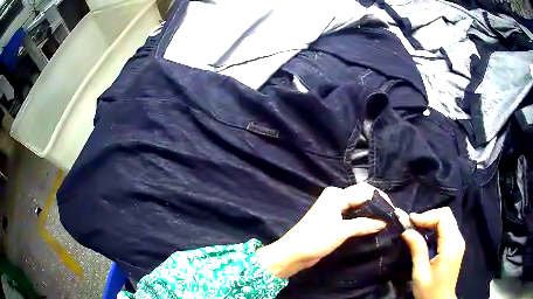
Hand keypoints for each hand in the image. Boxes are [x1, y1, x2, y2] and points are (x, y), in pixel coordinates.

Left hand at [257, 183, 386, 277]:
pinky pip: (353, 215)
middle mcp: (336, 198)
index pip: (365, 191)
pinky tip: (373, 225)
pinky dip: (364, 219)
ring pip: (359, 206)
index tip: (393, 211)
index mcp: (336, 195)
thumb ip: (363, 224)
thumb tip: (384, 221)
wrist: (293, 254)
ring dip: (371, 212)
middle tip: (391, 216)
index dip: (380, 199)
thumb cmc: (315, 240)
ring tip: (386, 221)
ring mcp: (335, 209)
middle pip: (362, 196)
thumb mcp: (341, 231)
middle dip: (377, 205)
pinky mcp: (334, 220)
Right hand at [401, 207, 464, 298]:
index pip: (444, 217)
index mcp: (451, 246)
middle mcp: (458, 239)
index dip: (427, 215)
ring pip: (447, 219)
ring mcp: (459, 241)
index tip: (410, 221)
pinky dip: (435, 227)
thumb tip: (407, 231)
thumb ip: (417, 250)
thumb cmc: (429, 291)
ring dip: (431, 221)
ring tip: (416, 228)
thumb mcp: (420, 273)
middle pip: (446, 215)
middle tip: (411, 224)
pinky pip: (447, 227)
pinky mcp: (456, 245)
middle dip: (428, 216)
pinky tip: (425, 235)